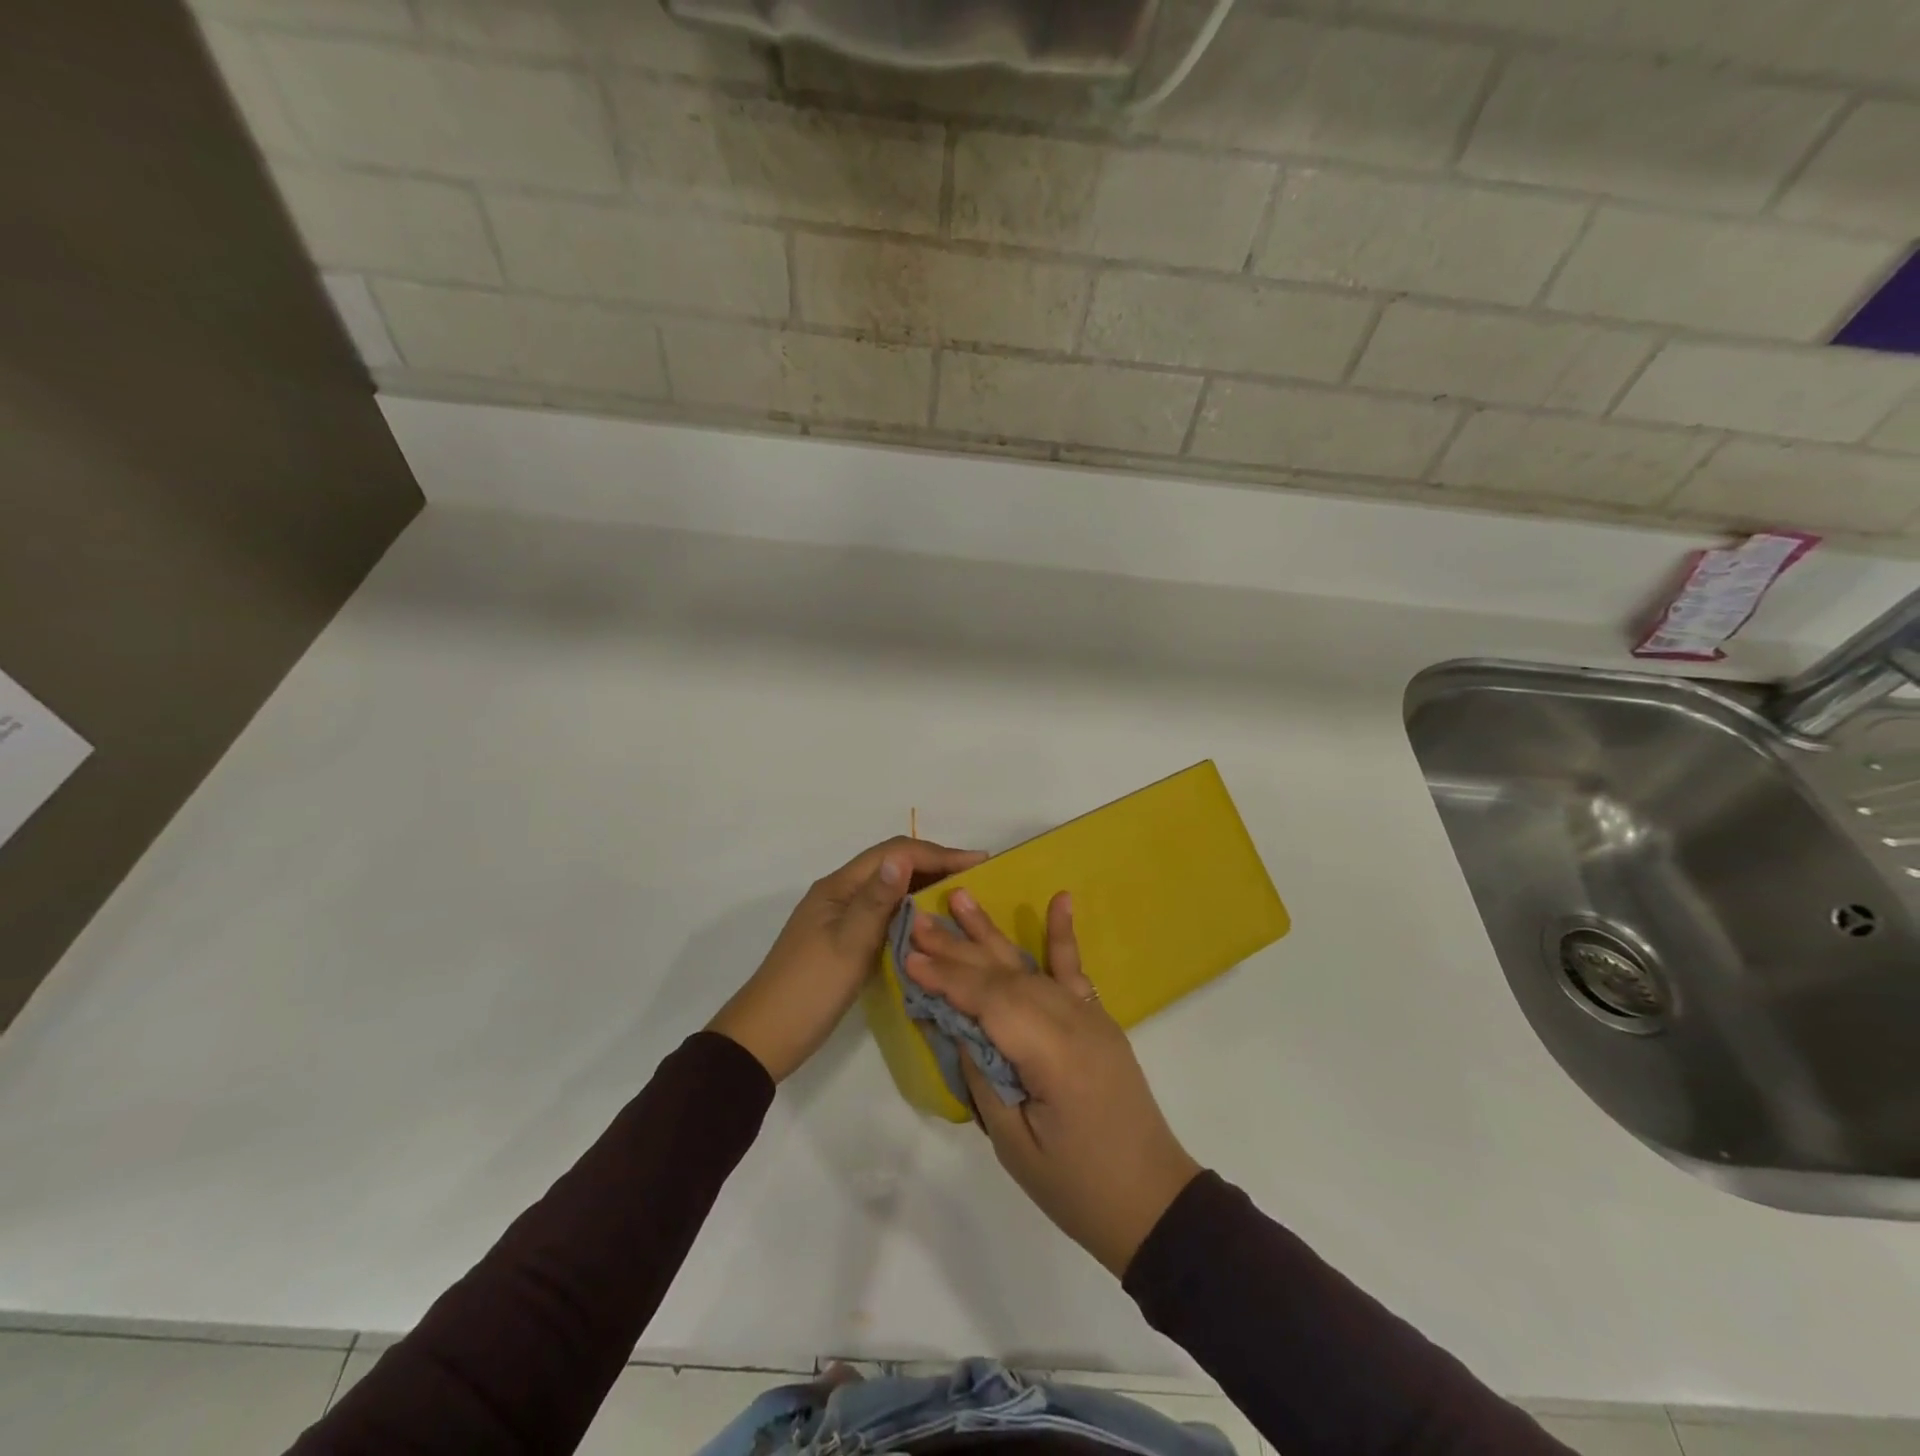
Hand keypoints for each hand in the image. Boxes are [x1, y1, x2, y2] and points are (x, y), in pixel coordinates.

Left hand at [708, 836, 987, 1082]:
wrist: (765, 1038)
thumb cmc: (809, 990)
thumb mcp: (848, 945)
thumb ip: (877, 901)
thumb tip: (902, 857)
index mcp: (839, 887)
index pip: (895, 853)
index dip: (939, 854)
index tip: (980, 862)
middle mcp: (840, 892)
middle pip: (892, 865)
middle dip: (935, 864)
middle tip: (977, 878)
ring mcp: (839, 916)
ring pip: (888, 888)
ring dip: (923, 885)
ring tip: (961, 897)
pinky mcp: (842, 938)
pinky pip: (882, 911)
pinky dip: (909, 910)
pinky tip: (928, 925)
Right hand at [903, 891, 1201, 1276]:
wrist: (1153, 1202)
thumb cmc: (1078, 1187)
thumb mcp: (1015, 1143)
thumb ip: (985, 1075)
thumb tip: (958, 1024)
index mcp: (1054, 1056)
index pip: (991, 1003)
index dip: (948, 979)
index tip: (909, 958)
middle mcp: (1074, 1023)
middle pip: (1006, 976)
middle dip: (957, 949)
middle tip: (917, 922)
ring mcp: (1090, 1017)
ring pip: (1030, 967)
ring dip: (991, 934)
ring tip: (961, 898)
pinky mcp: (1098, 1020)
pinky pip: (1075, 972)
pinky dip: (1063, 935)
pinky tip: (1059, 899)